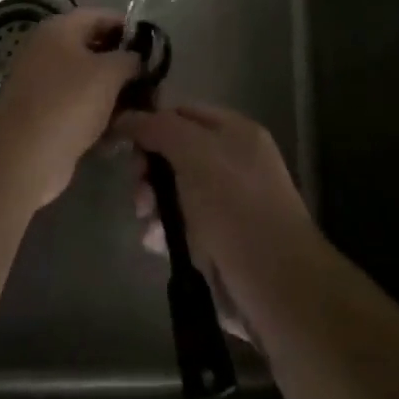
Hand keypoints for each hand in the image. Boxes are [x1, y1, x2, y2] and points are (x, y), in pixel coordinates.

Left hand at [0, 7, 138, 205]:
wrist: (24, 156)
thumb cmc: (69, 102)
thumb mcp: (109, 73)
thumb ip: (129, 58)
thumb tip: (136, 57)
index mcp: (58, 29)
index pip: (99, 15)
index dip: (127, 25)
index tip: (152, 43)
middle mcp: (46, 50)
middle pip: (92, 47)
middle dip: (122, 61)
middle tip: (151, 77)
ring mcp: (41, 82)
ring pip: (86, 79)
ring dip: (112, 91)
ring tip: (141, 105)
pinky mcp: (43, 113)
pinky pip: (77, 104)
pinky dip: (97, 112)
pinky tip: (119, 128)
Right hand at [110, 100, 313, 341]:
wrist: (274, 285)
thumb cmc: (234, 207)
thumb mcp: (194, 154)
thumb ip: (158, 128)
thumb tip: (126, 118)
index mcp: (234, 131)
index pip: (181, 113)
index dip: (151, 124)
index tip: (123, 144)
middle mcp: (231, 162)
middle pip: (173, 153)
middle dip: (149, 170)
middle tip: (140, 192)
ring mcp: (225, 203)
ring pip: (173, 191)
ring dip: (152, 203)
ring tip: (147, 222)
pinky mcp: (217, 240)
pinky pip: (179, 225)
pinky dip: (163, 231)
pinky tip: (155, 243)